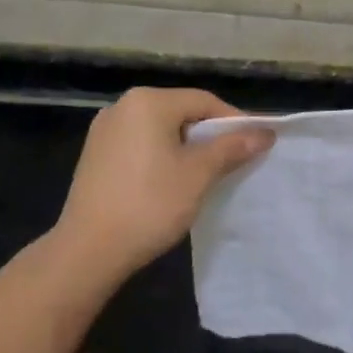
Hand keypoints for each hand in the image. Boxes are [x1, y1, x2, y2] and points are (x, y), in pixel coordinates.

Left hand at [51, 87, 273, 280]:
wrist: (88, 251)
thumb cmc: (150, 204)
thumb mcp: (199, 174)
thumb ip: (232, 147)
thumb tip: (264, 132)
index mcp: (148, 102)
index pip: (205, 101)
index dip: (234, 122)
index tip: (255, 145)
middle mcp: (122, 106)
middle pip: (182, 112)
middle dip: (210, 135)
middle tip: (235, 161)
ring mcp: (104, 130)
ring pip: (161, 129)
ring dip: (187, 147)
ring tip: (207, 174)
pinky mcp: (95, 155)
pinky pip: (141, 144)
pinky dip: (162, 156)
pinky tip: (172, 182)